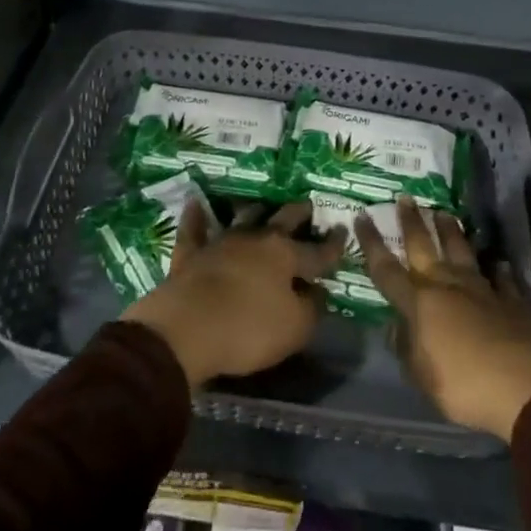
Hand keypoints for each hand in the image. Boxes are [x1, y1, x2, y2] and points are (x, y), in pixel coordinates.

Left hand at [126, 200, 346, 388]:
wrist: (187, 327)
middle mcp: (256, 239)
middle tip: (308, 205)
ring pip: (243, 218)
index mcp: (285, 255)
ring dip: (255, 211)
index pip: (317, 251)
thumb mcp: (295, 328)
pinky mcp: (191, 253)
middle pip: (282, 221)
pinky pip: (194, 229)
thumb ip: (311, 308)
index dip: (333, 245)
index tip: (343, 231)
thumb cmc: (248, 328)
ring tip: (263, 205)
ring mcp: (221, 242)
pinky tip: (195, 202)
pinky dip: (195, 216)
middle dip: (298, 214)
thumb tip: (317, 291)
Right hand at [359, 196, 530, 441]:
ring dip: (451, 232)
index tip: (362, 217)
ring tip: (444, 213)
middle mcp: (447, 286)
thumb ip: (406, 348)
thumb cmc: (464, 385)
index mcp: (419, 303)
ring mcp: (482, 290)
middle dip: (412, 222)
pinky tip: (497, 263)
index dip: (372, 243)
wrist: (527, 386)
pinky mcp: (513, 301)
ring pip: (462, 252)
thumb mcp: (422, 377)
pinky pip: (501, 279)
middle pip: (424, 247)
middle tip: (406, 197)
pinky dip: (497, 270)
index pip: (386, 269)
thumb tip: (394, 327)